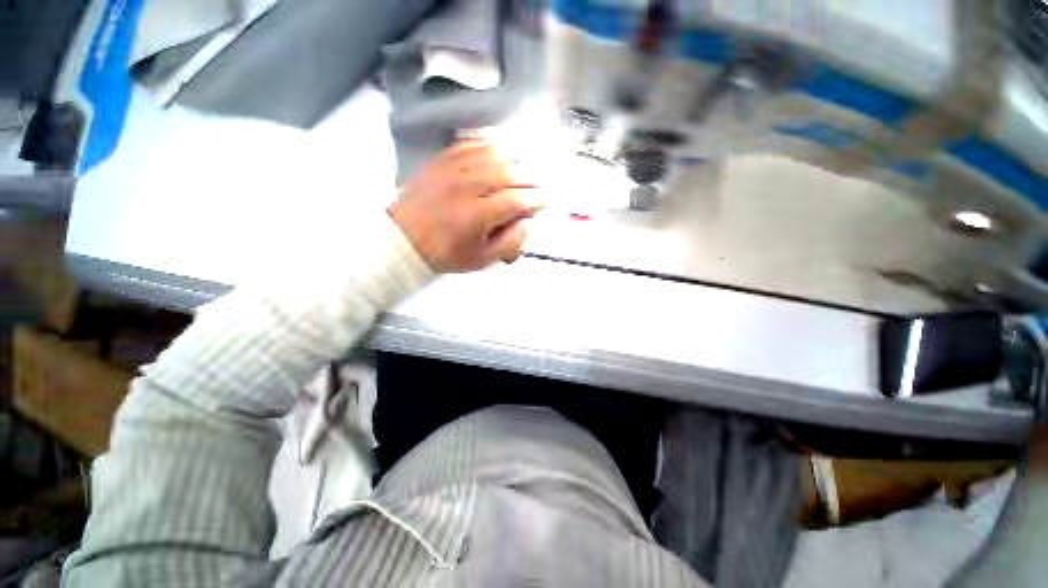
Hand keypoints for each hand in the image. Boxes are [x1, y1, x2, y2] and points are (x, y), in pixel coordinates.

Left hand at [389, 139, 543, 272]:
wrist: (404, 239)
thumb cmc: (447, 254)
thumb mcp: (483, 260)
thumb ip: (511, 242)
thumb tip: (526, 220)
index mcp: (477, 215)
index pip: (517, 199)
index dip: (537, 199)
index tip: (543, 201)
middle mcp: (467, 186)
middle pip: (511, 172)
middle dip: (531, 180)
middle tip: (534, 190)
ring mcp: (453, 168)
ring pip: (495, 152)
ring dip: (515, 161)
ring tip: (518, 174)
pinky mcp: (443, 159)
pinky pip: (473, 141)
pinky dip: (491, 145)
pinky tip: (499, 154)